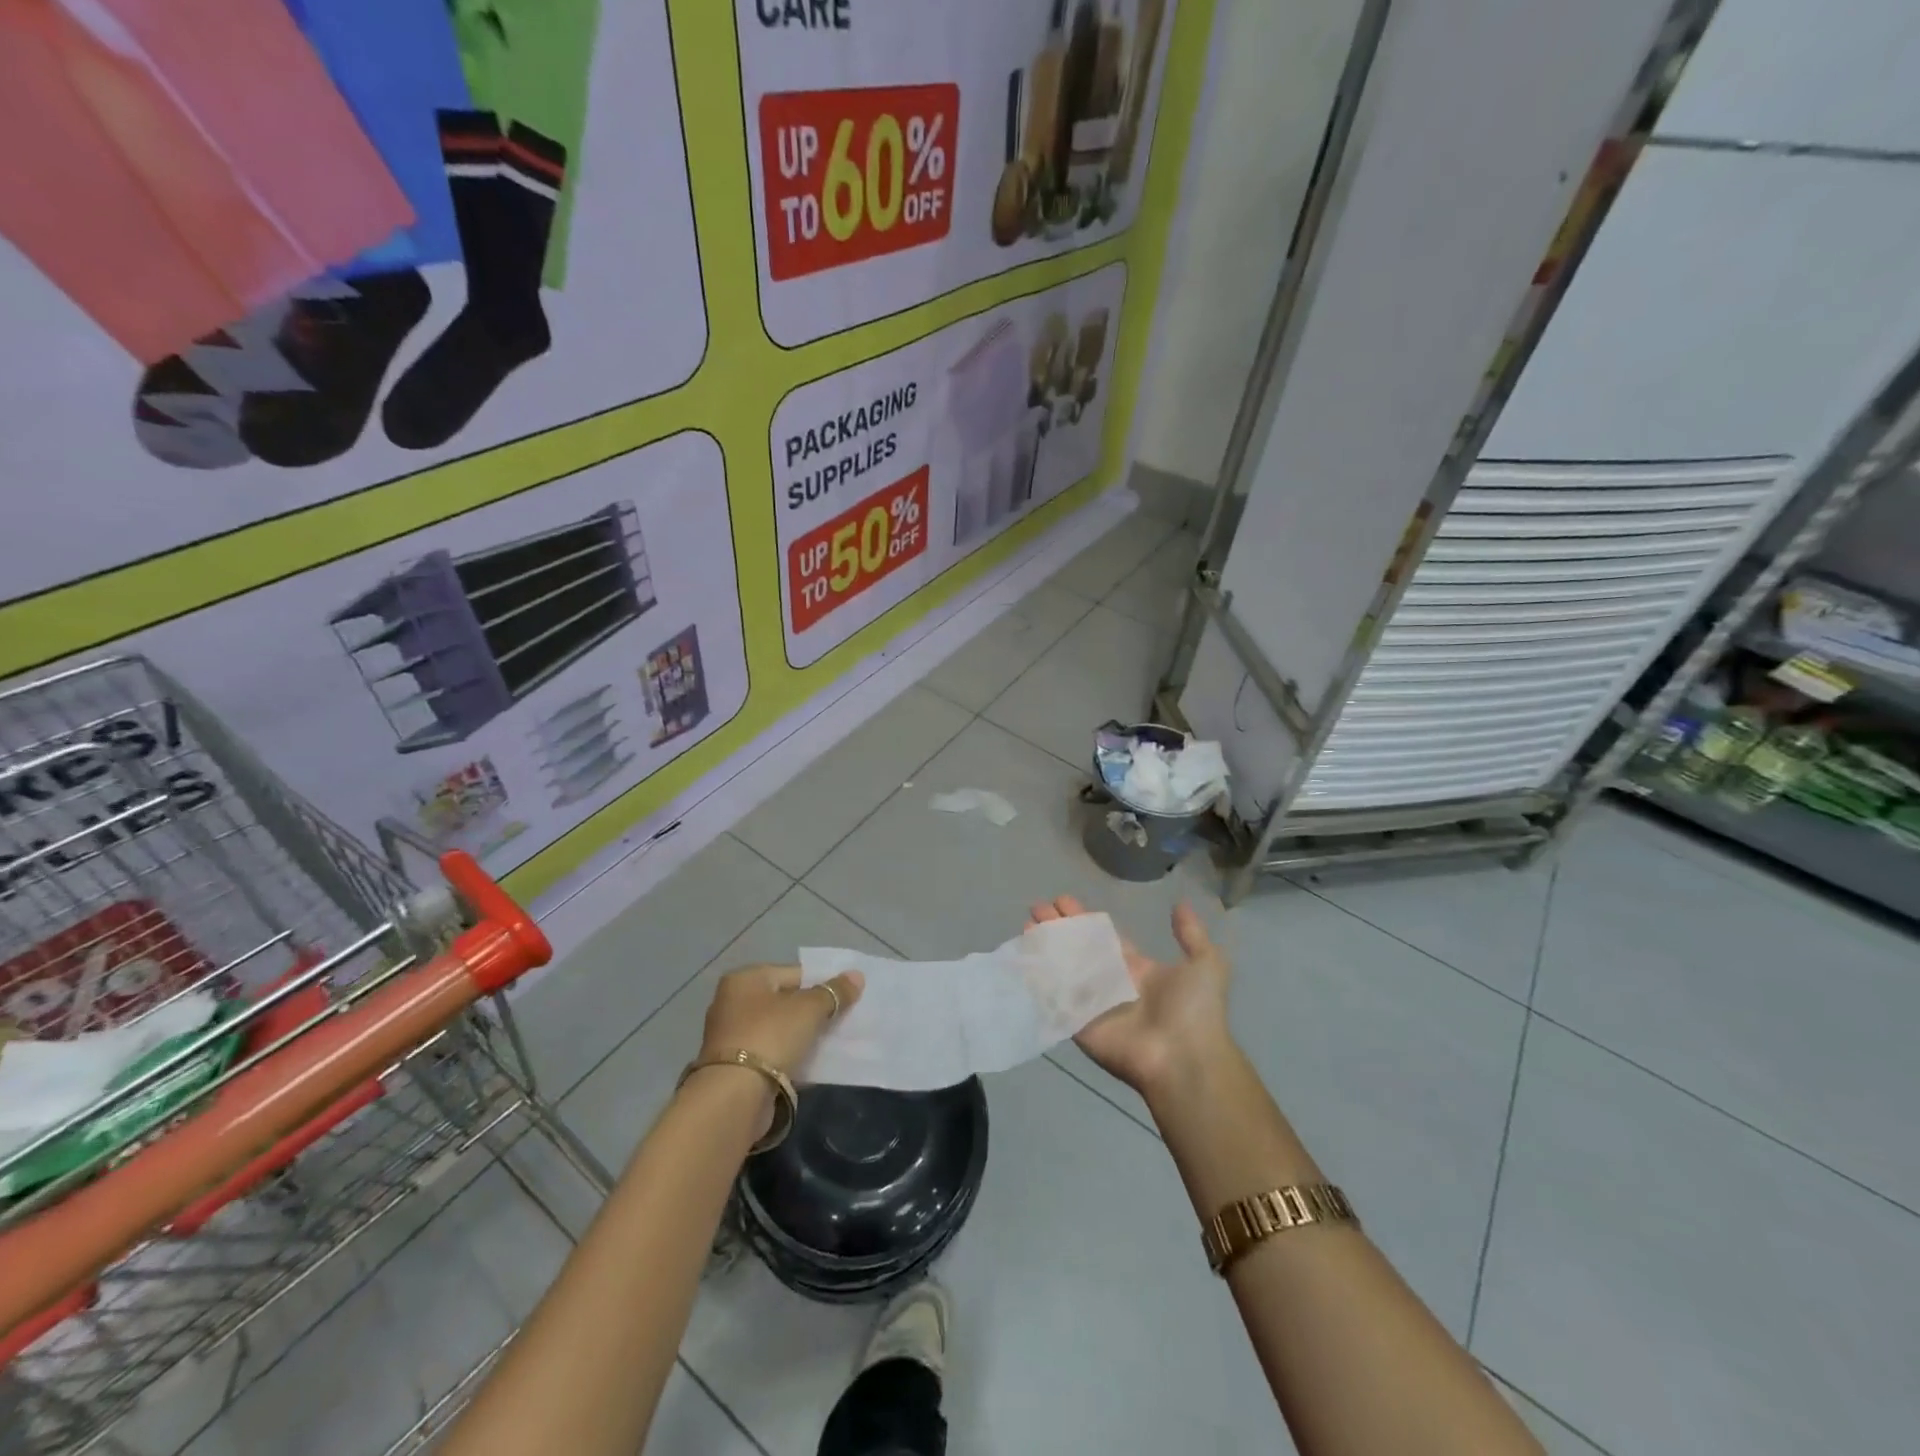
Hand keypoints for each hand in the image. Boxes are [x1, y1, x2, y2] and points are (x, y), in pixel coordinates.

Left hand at [697, 963, 864, 1077]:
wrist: (734, 1096)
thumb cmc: (771, 1036)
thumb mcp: (809, 1009)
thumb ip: (834, 992)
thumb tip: (857, 976)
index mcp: (745, 979)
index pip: (793, 973)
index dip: (821, 983)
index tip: (844, 999)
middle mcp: (732, 1001)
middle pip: (784, 1000)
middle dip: (812, 1011)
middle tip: (840, 1021)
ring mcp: (730, 1036)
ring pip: (777, 1029)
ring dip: (801, 1035)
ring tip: (830, 1043)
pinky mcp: (732, 1066)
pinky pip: (770, 1053)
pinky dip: (788, 1056)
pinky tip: (810, 1064)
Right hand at [1028, 896, 1233, 1099]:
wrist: (1185, 1057)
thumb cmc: (1195, 1010)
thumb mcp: (1206, 963)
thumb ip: (1191, 934)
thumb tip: (1180, 904)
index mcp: (1136, 968)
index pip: (1102, 938)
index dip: (1083, 919)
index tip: (1062, 900)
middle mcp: (1111, 982)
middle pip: (1077, 949)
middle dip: (1058, 927)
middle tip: (1037, 907)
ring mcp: (1091, 1003)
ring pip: (1062, 969)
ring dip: (1044, 947)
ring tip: (1026, 923)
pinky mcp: (1077, 1023)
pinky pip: (1054, 997)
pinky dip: (1038, 979)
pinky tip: (1023, 956)